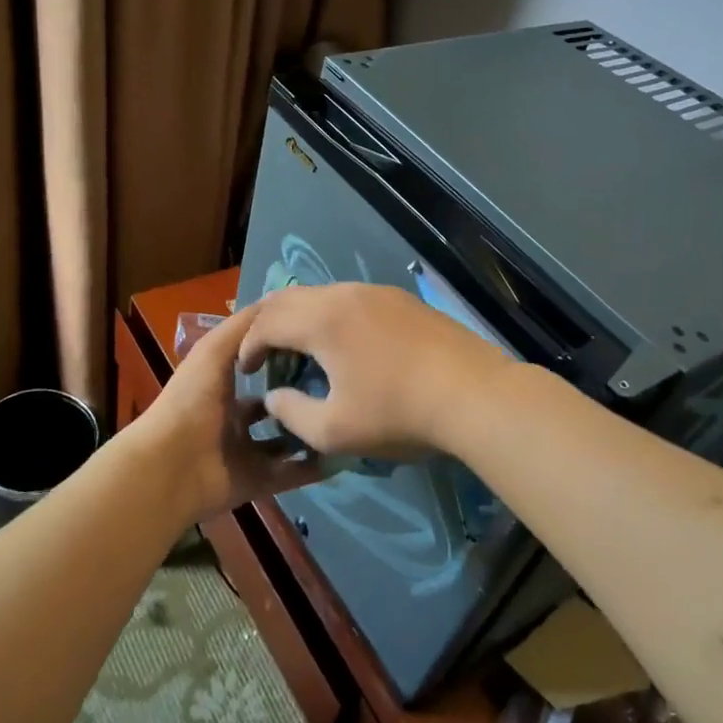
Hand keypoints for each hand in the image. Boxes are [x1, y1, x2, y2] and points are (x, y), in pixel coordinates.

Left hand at [132, 303, 322, 521]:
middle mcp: (234, 421)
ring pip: (286, 442)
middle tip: (338, 386)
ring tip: (344, 416)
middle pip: (274, 408)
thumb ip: (244, 327)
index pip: (256, 371)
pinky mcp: (258, 482)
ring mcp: (246, 454)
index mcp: (221, 389)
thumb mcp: (215, 350)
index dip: (282, 359)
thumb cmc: (192, 400)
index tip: (316, 348)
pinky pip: (291, 474)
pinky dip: (313, 467)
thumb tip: (279, 305)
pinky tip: (341, 451)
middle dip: (300, 398)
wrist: (171, 464)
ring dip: (310, 432)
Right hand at [237, 283, 512, 459]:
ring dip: (300, 318)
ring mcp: (378, 292)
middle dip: (267, 324)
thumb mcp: (333, 430)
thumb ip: (292, 413)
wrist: (476, 395)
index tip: (246, 371)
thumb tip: (274, 397)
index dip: (248, 346)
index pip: (267, 322)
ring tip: (299, 348)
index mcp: (321, 321)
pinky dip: (330, 317)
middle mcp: (345, 294)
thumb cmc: (398, 414)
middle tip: (261, 352)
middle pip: (289, 298)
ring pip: (322, 295)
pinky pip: (351, 300)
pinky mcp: (403, 300)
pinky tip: (343, 344)